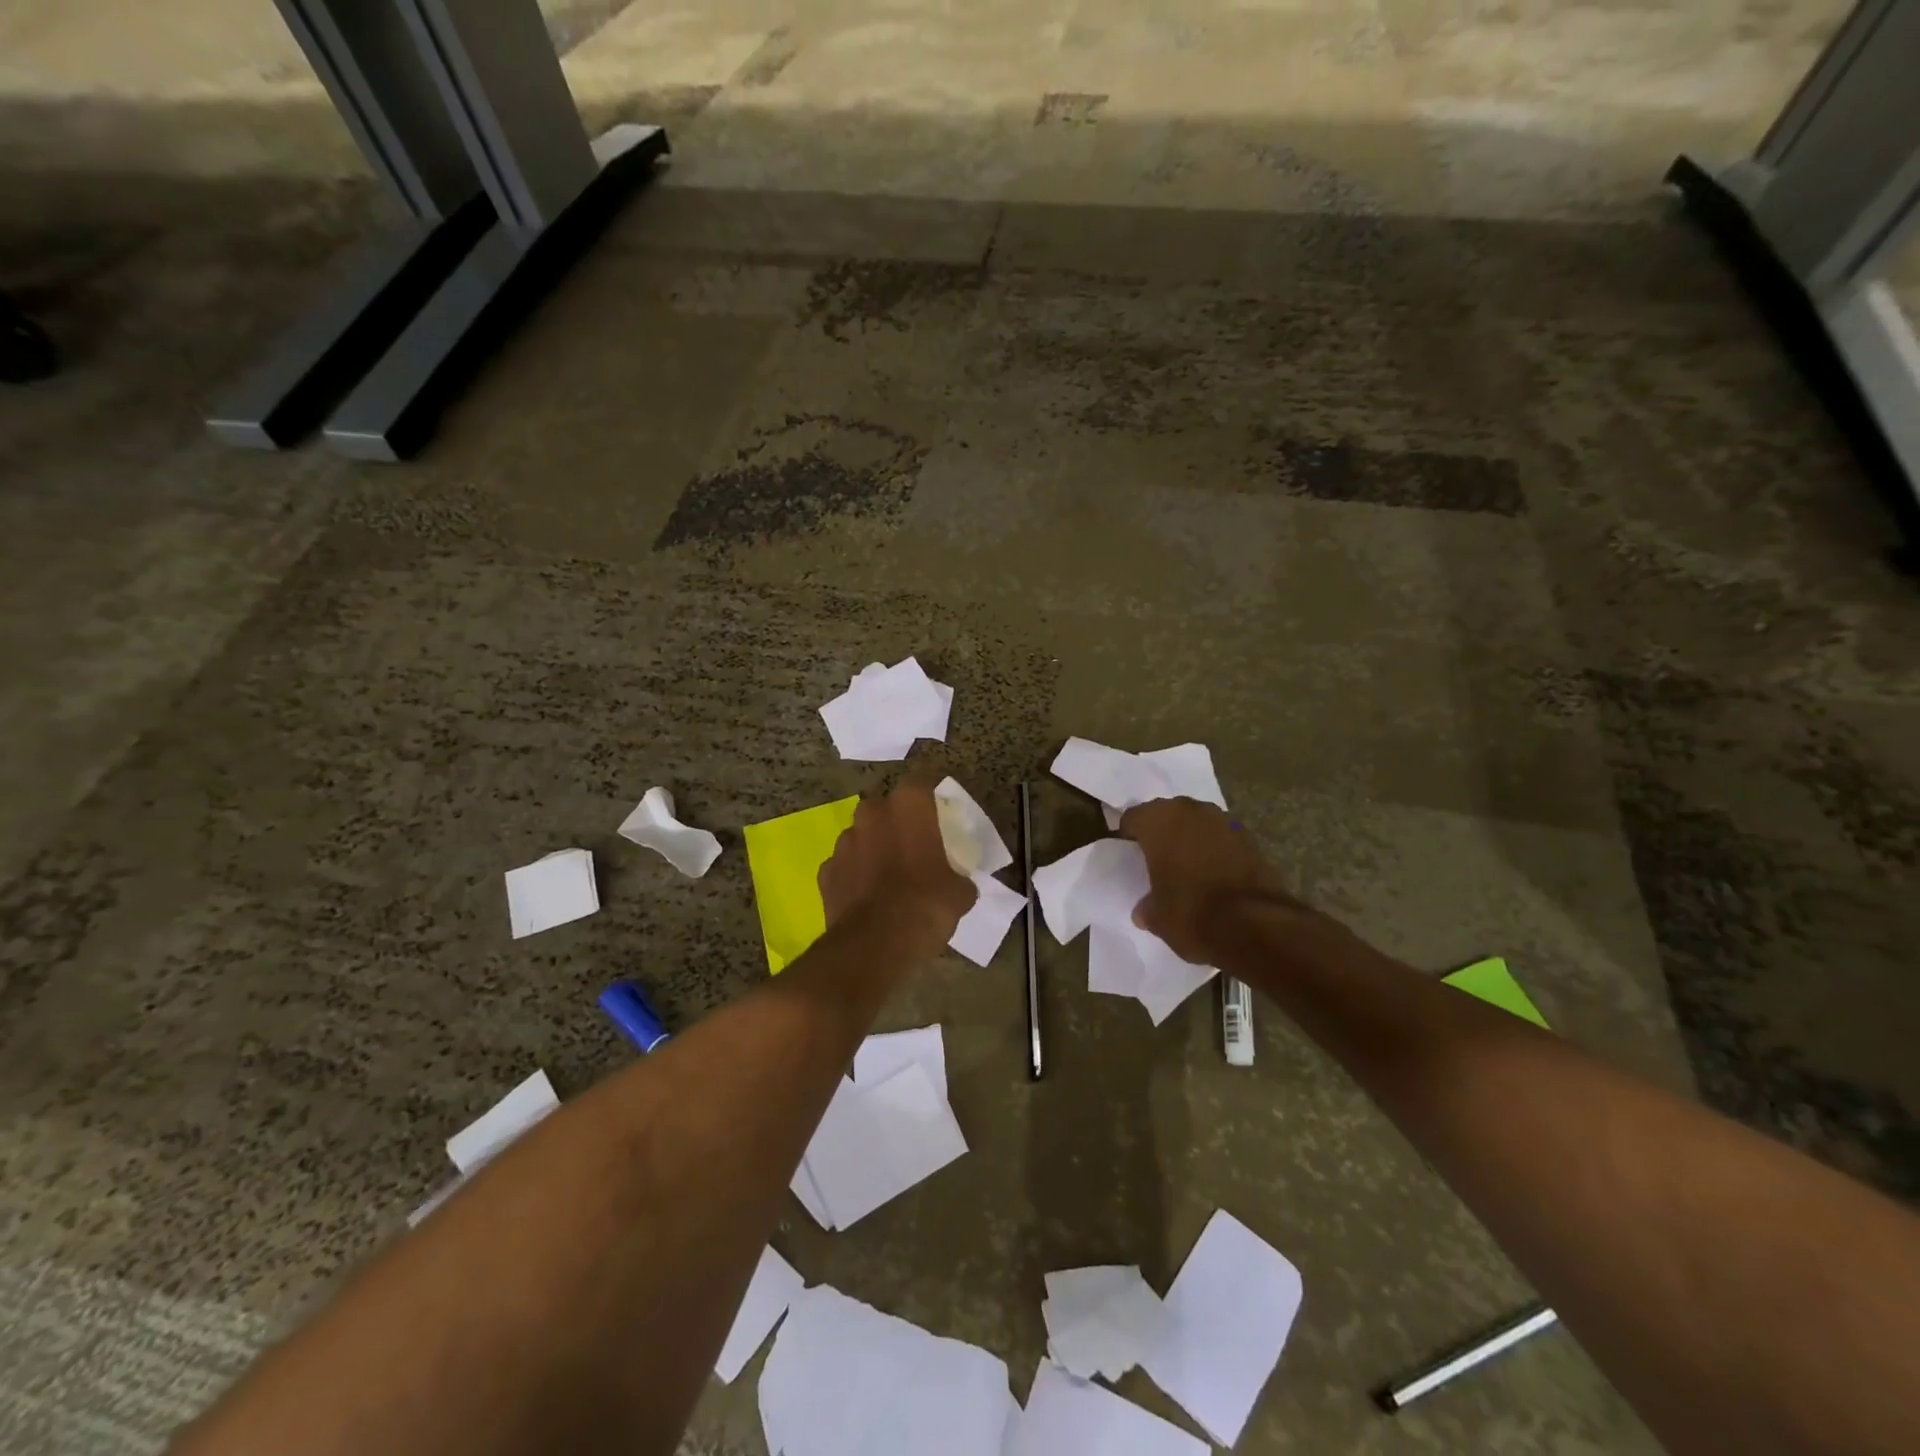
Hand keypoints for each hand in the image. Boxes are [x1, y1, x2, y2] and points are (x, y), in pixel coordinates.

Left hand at [819, 780, 976, 960]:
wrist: (875, 945)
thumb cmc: (926, 905)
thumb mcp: (960, 893)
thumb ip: (960, 879)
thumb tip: (960, 884)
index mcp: (909, 806)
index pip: (922, 781)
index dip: (930, 797)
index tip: (939, 813)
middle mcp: (872, 813)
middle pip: (886, 808)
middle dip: (896, 823)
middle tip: (914, 847)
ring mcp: (844, 842)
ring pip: (861, 835)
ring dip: (873, 848)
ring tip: (888, 876)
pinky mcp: (826, 871)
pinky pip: (844, 866)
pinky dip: (854, 876)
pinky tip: (867, 897)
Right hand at [1119, 798, 1304, 963]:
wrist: (1254, 925)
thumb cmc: (1191, 913)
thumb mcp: (1156, 917)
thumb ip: (1147, 906)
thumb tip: (1145, 910)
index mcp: (1158, 821)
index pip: (1134, 817)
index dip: (1129, 834)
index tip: (1128, 852)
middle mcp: (1190, 811)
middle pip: (1167, 813)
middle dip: (1161, 831)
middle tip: (1156, 856)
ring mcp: (1224, 821)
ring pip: (1197, 822)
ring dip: (1190, 837)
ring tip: (1185, 863)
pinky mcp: (1250, 838)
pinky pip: (1221, 837)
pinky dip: (1214, 848)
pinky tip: (1212, 871)